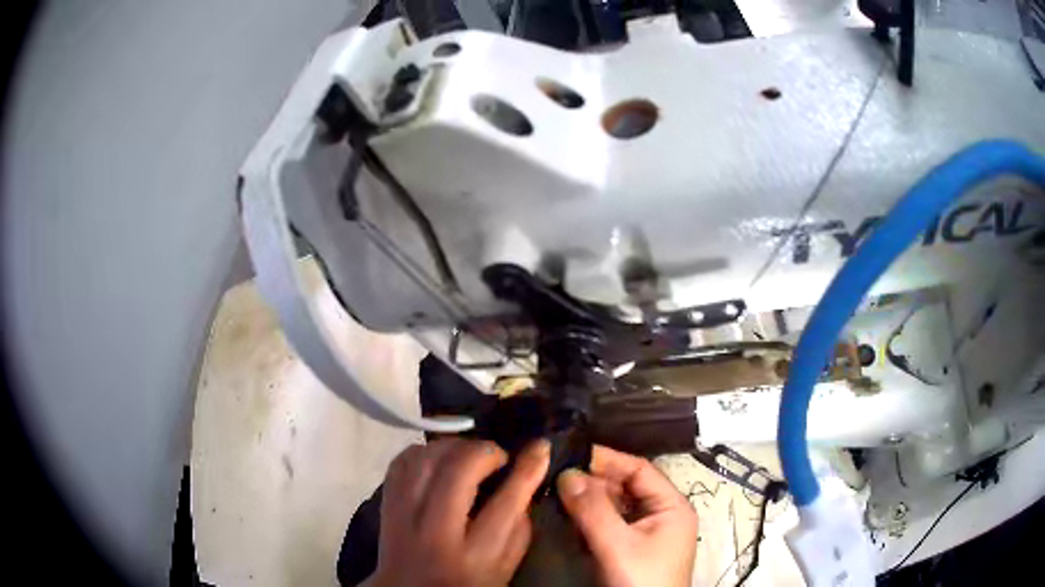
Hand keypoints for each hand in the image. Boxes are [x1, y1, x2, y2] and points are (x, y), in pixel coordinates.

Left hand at [368, 438, 550, 586]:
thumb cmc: (467, 581)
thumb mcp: (504, 567)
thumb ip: (519, 527)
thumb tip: (525, 477)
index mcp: (474, 556)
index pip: (505, 503)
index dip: (526, 469)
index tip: (540, 447)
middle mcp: (435, 532)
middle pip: (458, 472)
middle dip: (484, 451)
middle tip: (497, 456)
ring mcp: (403, 515)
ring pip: (426, 459)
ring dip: (454, 446)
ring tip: (469, 454)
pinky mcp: (386, 503)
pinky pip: (402, 461)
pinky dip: (425, 451)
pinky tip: (441, 459)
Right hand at [557, 445, 697, 586]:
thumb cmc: (642, 580)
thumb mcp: (618, 545)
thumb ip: (593, 510)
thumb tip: (566, 473)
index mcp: (671, 506)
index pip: (639, 470)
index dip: (607, 459)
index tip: (573, 453)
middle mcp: (660, 514)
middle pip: (626, 487)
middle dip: (593, 481)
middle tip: (557, 475)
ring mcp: (645, 533)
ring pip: (615, 506)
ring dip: (589, 501)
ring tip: (557, 493)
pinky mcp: (631, 549)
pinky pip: (610, 525)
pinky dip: (590, 520)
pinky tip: (568, 518)